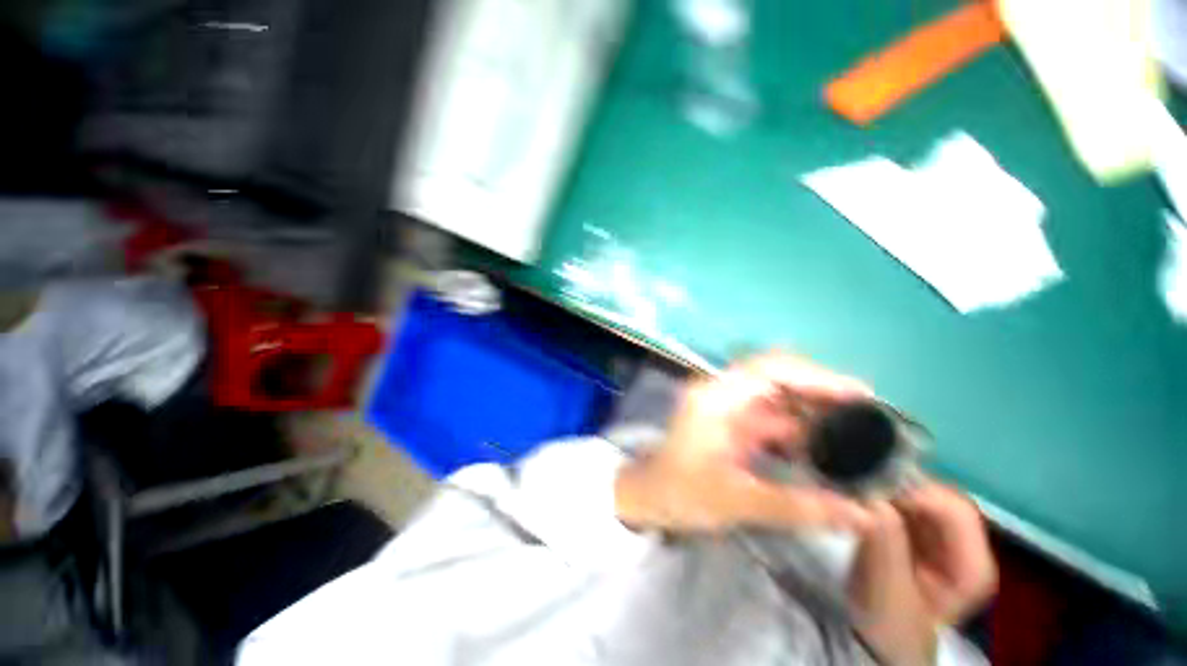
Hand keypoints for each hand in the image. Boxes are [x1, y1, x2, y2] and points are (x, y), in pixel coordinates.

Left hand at [614, 351, 874, 531]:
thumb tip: (865, 514)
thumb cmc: (680, 492)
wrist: (648, 496)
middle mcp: (723, 394)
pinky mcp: (732, 423)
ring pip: (778, 399)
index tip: (859, 393)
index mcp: (716, 398)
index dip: (815, 375)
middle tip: (867, 414)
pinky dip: (800, 430)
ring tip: (858, 432)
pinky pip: (772, 418)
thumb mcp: (738, 501)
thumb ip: (799, 506)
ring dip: (814, 412)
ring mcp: (727, 407)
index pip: (769, 370)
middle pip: (777, 378)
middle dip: (821, 392)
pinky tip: (826, 449)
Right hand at [849, 484, 996, 665]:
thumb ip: (884, 542)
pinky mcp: (917, 531)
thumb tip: (869, 496)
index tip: (871, 486)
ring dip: (886, 488)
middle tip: (858, 485)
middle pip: (936, 496)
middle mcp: (965, 545)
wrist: (878, 638)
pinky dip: (881, 495)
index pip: (955, 509)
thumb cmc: (888, 622)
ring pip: (917, 494)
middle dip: (897, 487)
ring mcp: (941, 537)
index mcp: (973, 565)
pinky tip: (860, 498)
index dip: (916, 492)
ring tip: (855, 491)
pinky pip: (901, 500)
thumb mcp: (885, 588)